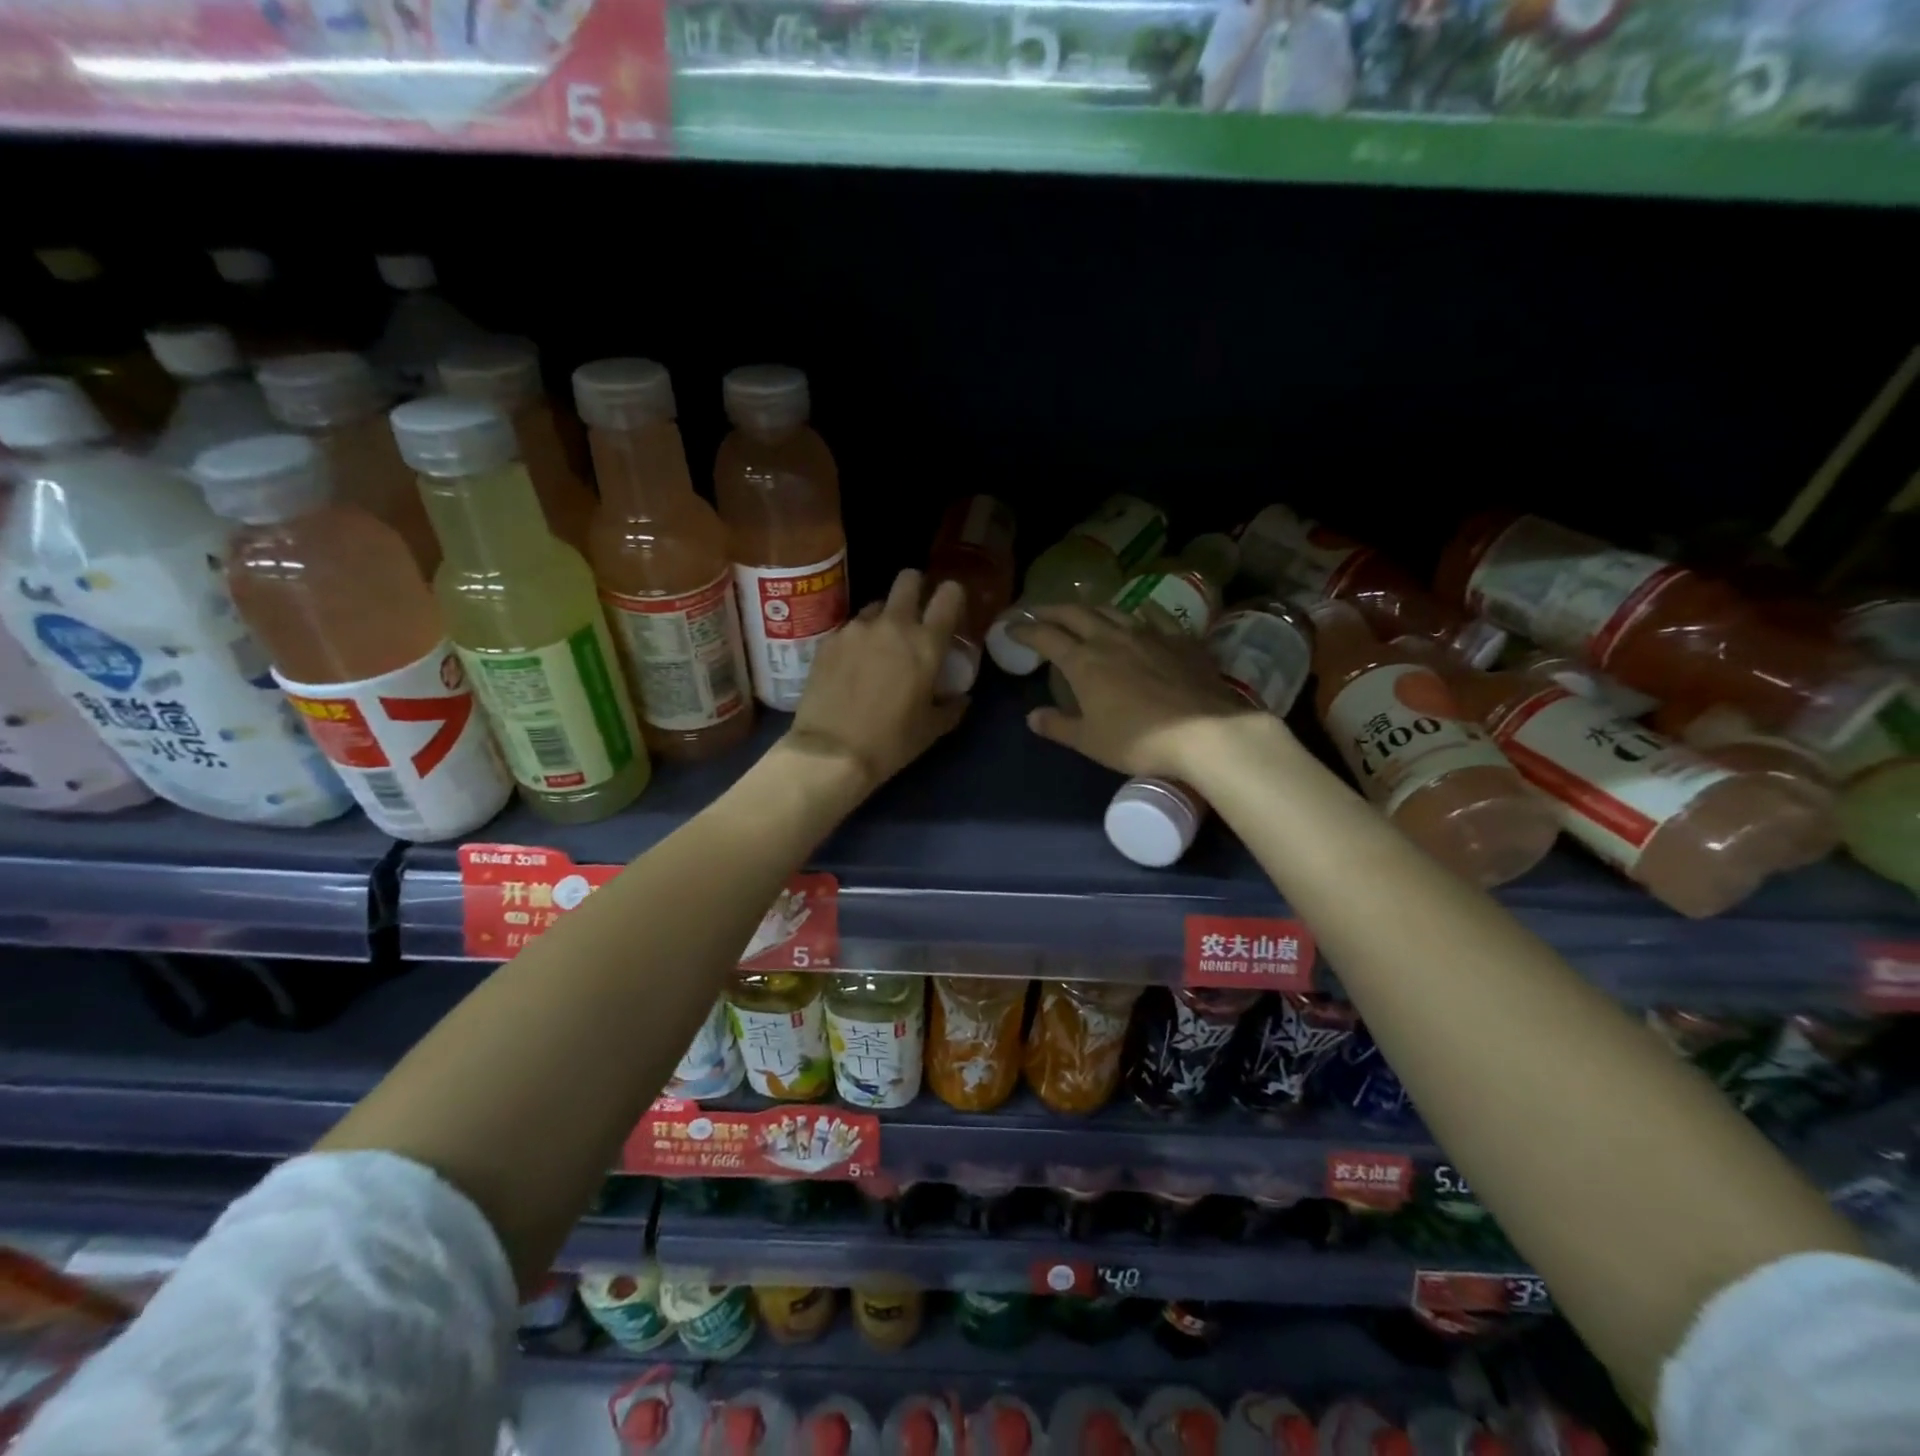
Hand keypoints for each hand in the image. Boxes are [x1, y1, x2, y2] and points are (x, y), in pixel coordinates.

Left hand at [786, 569, 969, 793]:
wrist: (831, 752)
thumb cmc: (890, 743)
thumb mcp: (931, 730)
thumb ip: (951, 707)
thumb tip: (961, 698)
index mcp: (926, 644)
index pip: (948, 595)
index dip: (952, 594)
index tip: (950, 606)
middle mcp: (893, 625)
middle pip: (908, 580)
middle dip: (914, 588)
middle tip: (913, 613)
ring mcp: (856, 629)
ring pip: (876, 606)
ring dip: (883, 619)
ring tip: (878, 648)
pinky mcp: (828, 640)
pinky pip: (850, 629)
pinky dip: (856, 641)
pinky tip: (851, 666)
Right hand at [1008, 604, 1260, 776]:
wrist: (1205, 732)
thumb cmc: (1138, 740)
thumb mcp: (1089, 741)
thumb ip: (1058, 726)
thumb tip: (1032, 716)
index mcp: (1084, 662)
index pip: (1046, 637)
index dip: (1025, 630)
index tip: (1011, 628)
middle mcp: (1112, 638)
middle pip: (1076, 613)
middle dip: (1052, 610)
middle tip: (1038, 612)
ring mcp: (1149, 634)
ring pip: (1112, 609)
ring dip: (1090, 608)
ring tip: (1082, 612)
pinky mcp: (1180, 639)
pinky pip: (1153, 616)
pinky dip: (1137, 612)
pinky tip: (1138, 615)